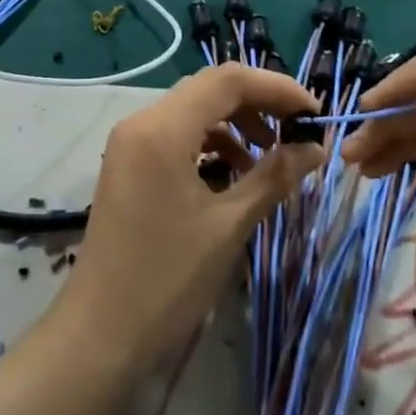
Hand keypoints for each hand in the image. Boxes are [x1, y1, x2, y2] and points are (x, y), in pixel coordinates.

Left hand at [53, 63, 322, 372]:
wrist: (100, 334)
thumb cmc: (168, 279)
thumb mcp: (229, 224)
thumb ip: (275, 175)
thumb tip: (315, 147)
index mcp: (162, 128)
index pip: (228, 80)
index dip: (277, 88)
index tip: (314, 112)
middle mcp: (141, 122)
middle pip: (209, 89)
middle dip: (259, 102)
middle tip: (298, 129)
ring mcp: (130, 142)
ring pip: (193, 110)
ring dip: (236, 122)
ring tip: (272, 154)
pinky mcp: (128, 164)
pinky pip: (177, 134)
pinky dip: (211, 142)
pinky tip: (235, 172)